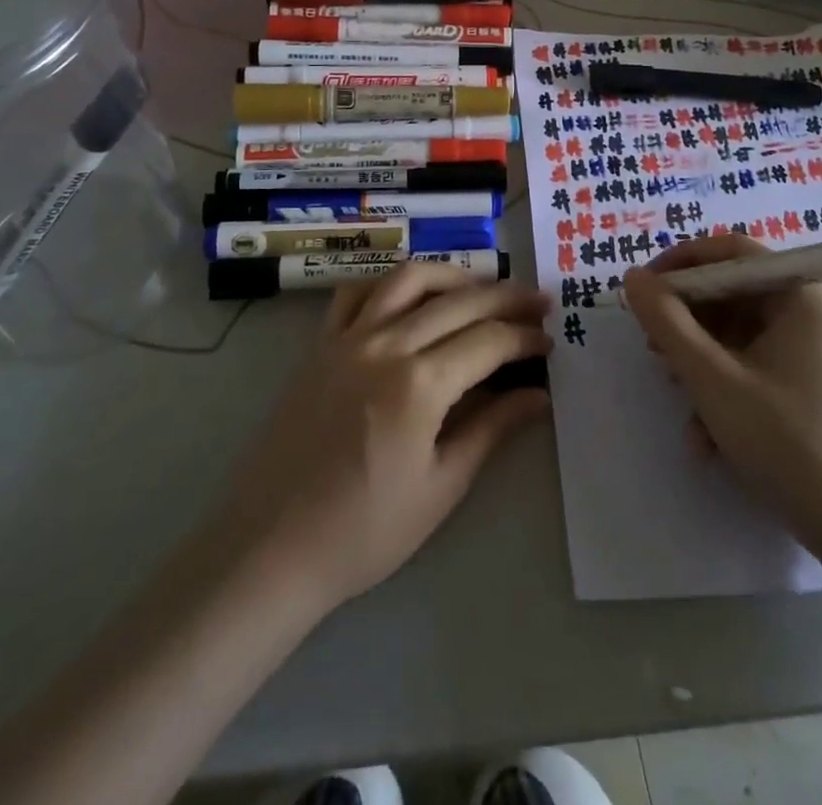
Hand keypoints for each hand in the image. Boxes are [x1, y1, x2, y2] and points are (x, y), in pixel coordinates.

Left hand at [210, 263, 551, 614]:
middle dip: (506, 297)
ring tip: (481, 288)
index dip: (525, 337)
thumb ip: (492, 429)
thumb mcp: (441, 487)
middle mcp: (386, 344)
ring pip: (409, 279)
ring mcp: (348, 337)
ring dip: (452, 276)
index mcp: (420, 384)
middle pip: (458, 301)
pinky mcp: (320, 344)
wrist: (272, 546)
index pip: (489, 341)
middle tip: (537, 302)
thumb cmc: (364, 531)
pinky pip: (357, 292)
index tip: (549, 342)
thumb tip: (539, 395)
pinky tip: (410, 296)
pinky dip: (390, 283)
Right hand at [623, 234, 821, 544]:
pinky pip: (753, 363)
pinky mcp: (807, 382)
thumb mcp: (712, 379)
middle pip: (733, 292)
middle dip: (687, 318)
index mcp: (803, 296)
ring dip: (699, 358)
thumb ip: (667, 322)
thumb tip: (632, 277)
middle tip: (652, 345)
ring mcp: (813, 349)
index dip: (682, 263)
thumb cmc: (785, 442)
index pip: (733, 252)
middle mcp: (812, 312)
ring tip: (674, 389)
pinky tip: (705, 433)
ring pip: (737, 332)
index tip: (644, 287)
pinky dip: (723, 385)